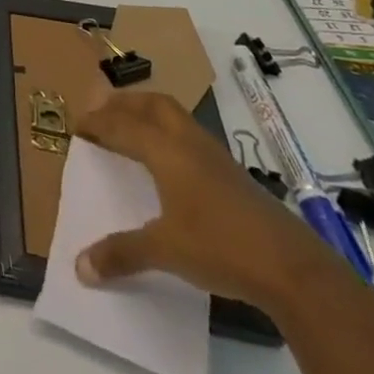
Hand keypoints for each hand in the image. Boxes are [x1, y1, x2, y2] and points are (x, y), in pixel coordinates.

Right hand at [70, 90, 348, 317]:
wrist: (295, 270)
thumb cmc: (221, 248)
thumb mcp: (165, 251)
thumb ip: (122, 254)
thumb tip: (80, 268)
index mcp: (166, 151)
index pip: (122, 124)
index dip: (97, 122)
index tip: (77, 126)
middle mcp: (189, 144)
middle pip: (154, 104)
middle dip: (125, 103)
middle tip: (103, 113)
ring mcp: (217, 158)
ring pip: (177, 118)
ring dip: (150, 116)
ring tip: (133, 131)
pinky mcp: (235, 176)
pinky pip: (192, 138)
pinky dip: (171, 137)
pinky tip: (170, 165)